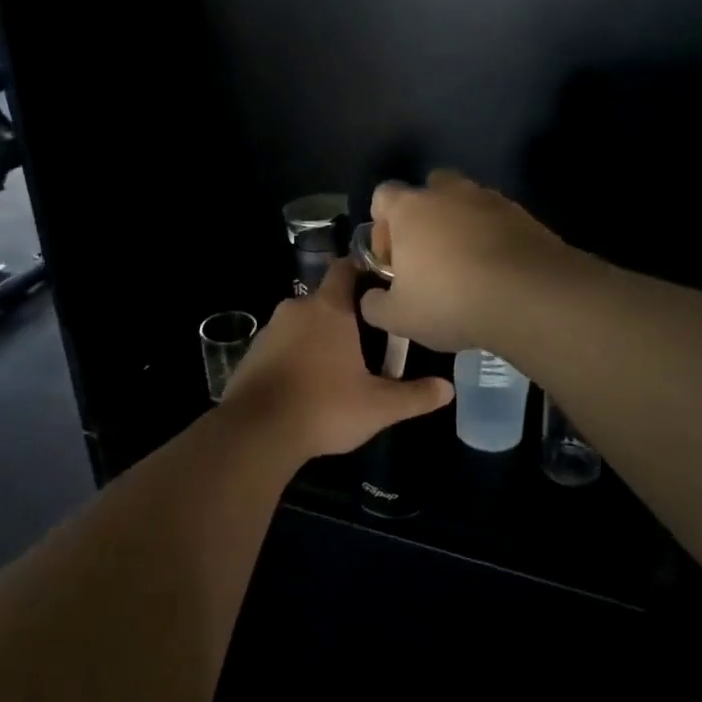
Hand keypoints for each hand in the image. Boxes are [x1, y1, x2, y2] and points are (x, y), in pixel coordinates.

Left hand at [220, 258, 452, 462]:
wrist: (256, 432)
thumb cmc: (324, 408)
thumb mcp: (378, 407)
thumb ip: (415, 395)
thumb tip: (448, 388)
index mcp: (329, 309)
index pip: (346, 269)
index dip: (363, 271)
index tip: (381, 286)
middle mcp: (297, 309)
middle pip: (326, 299)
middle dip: (346, 314)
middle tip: (369, 339)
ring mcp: (270, 330)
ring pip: (302, 322)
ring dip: (319, 336)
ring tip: (339, 364)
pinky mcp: (252, 353)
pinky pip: (282, 344)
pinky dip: (296, 354)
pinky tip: (307, 382)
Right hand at [359, 170, 574, 353]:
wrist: (529, 296)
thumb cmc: (450, 301)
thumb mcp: (399, 317)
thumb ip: (375, 305)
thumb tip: (370, 299)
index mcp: (410, 209)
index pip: (383, 195)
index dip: (382, 224)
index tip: (391, 257)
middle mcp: (448, 193)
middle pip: (429, 189)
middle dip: (425, 216)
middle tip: (428, 256)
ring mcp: (490, 199)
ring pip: (467, 202)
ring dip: (462, 225)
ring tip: (467, 266)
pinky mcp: (524, 215)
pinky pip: (498, 220)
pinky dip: (493, 238)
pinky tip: (497, 272)